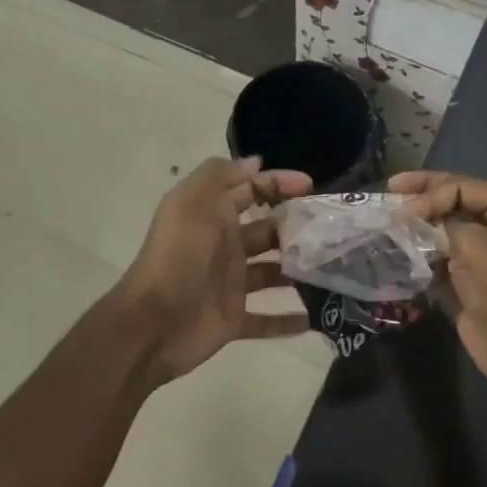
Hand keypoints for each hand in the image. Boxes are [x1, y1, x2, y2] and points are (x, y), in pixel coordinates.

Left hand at [117, 157, 312, 381]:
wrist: (152, 324)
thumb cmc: (178, 257)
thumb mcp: (192, 202)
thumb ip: (220, 176)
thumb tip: (255, 163)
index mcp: (213, 215)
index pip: (251, 190)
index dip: (278, 183)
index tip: (312, 186)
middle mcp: (223, 246)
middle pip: (267, 231)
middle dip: (296, 227)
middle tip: (331, 229)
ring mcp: (229, 284)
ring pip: (272, 273)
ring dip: (298, 270)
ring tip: (333, 267)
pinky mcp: (233, 319)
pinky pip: (266, 320)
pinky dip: (288, 320)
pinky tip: (315, 317)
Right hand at [391, 171, 486, 391]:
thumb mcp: (472, 243)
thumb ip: (437, 223)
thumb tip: (407, 218)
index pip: (462, 186)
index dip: (429, 192)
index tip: (401, 209)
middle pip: (452, 202)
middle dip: (420, 199)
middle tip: (388, 191)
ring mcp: (483, 251)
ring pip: (442, 228)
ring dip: (416, 225)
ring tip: (387, 220)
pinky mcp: (467, 276)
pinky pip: (439, 254)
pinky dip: (419, 249)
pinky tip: (397, 246)